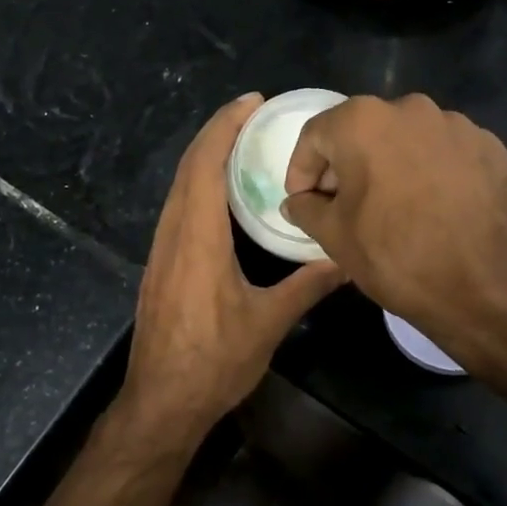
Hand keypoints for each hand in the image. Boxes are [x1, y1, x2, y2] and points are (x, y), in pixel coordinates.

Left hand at [119, 94, 345, 439]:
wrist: (160, 402)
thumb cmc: (213, 361)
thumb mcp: (268, 322)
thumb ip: (307, 285)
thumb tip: (346, 259)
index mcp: (197, 237)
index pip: (205, 164)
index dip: (225, 127)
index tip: (251, 102)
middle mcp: (173, 234)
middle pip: (188, 167)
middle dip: (217, 132)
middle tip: (252, 114)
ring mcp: (161, 250)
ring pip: (178, 187)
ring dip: (205, 157)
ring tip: (241, 144)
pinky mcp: (160, 266)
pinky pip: (177, 208)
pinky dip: (198, 184)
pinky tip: (221, 194)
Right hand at [281, 94, 506, 360]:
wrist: (481, 286)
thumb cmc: (394, 255)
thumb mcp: (333, 235)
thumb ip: (306, 208)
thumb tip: (296, 201)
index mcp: (364, 121)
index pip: (316, 135)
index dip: (303, 169)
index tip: (305, 199)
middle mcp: (411, 108)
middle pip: (364, 131)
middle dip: (348, 164)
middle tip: (344, 203)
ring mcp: (457, 124)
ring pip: (408, 138)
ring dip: (392, 164)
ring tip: (394, 204)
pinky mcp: (490, 146)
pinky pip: (446, 151)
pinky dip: (433, 170)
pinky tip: (433, 205)